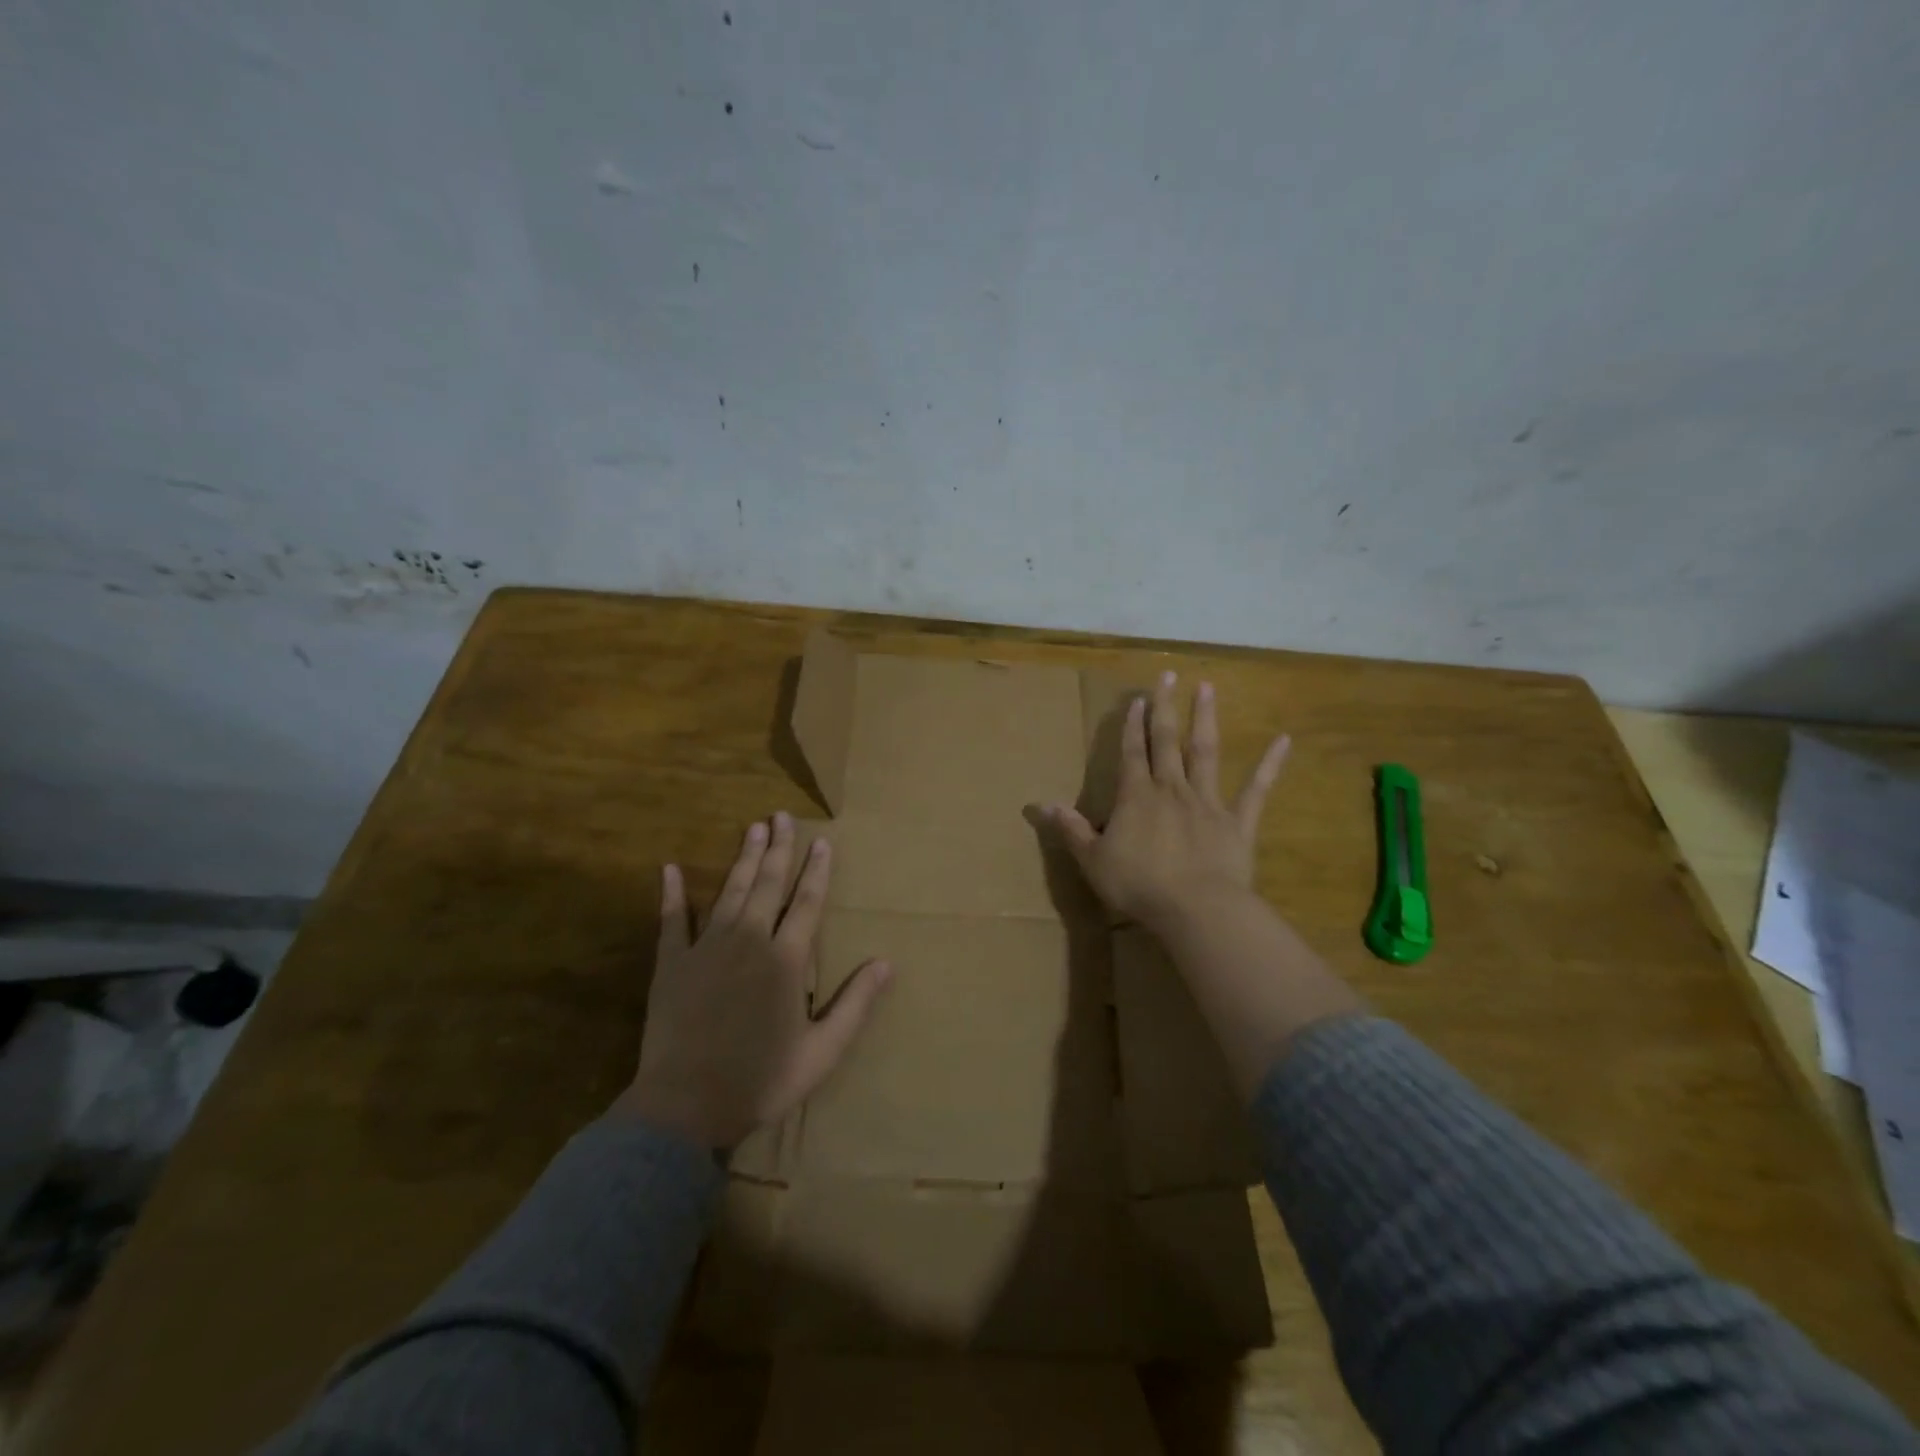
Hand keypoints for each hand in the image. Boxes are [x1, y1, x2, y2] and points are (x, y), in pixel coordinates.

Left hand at [614, 812, 891, 1148]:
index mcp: (786, 960)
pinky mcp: (672, 963)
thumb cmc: (760, 1079)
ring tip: (752, 828)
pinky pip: (672, 920)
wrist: (685, 1105)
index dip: (818, 870)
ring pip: (730, 891)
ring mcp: (707, 948)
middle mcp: (750, 940)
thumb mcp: (822, 1051)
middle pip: (769, 884)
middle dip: (779, 848)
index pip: (808, 902)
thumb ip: (855, 1004)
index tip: (823, 841)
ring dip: (743, 858)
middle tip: (782, 816)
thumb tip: (887, 963)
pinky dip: (671, 894)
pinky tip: (669, 868)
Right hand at [1047, 671, 1289, 930]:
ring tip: (1207, 688)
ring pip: (1206, 752)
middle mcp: (1172, 789)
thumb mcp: (1093, 860)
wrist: (1195, 909)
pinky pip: (1256, 790)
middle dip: (1165, 708)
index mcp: (1136, 797)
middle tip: (1168, 675)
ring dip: (1205, 719)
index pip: (1132, 753)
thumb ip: (1071, 830)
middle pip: (1167, 741)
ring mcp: (1208, 802)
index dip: (1132, 725)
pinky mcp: (1238, 822)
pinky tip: (1284, 740)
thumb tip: (1041, 805)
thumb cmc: (1139, 885)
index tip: (1136, 699)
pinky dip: (1270, 765)